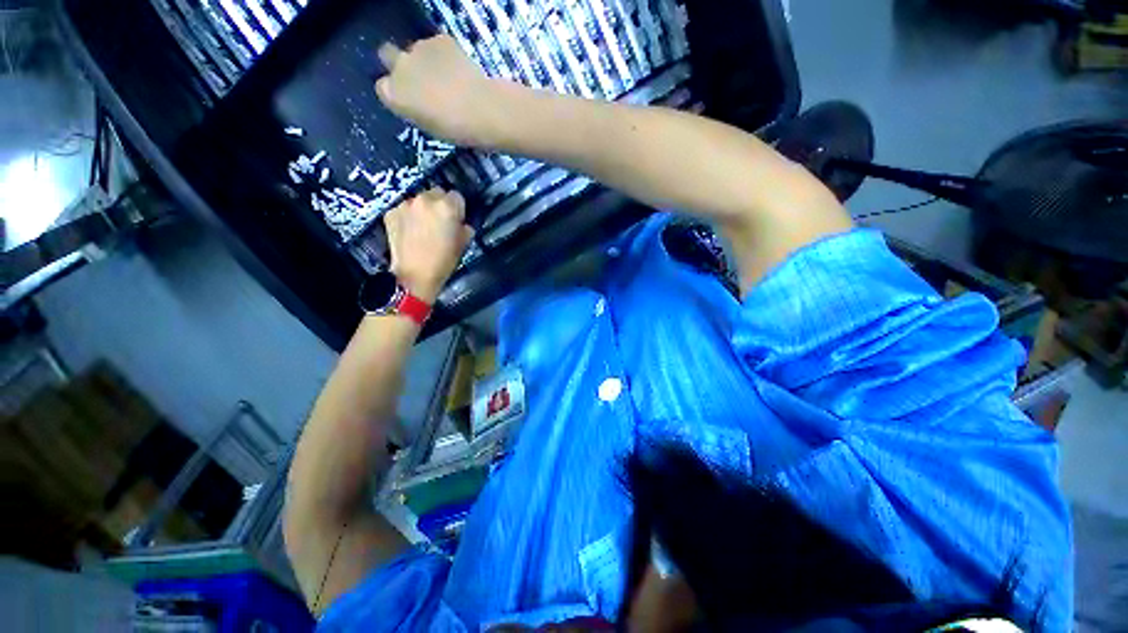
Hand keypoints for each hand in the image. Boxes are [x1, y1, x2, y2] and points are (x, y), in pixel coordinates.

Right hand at [375, 35, 499, 145]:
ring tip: (447, 77)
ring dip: (425, 60)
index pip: (383, 87)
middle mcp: (399, 67)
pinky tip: (459, 68)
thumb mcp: (427, 126)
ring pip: (415, 50)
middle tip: (420, 80)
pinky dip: (445, 54)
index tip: (410, 99)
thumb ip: (414, 109)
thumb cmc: (456, 130)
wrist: (482, 110)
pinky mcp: (440, 39)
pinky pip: (437, 44)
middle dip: (400, 65)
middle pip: (387, 56)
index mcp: (393, 95)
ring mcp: (418, 48)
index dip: (396, 92)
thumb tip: (415, 101)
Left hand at [384, 188, 473, 303]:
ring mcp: (406, 204)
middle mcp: (426, 199)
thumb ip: (464, 227)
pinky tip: (410, 231)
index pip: (457, 196)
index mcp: (447, 207)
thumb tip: (461, 222)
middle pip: (437, 193)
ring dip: (423, 209)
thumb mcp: (463, 244)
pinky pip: (404, 208)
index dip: (458, 208)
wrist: (414, 275)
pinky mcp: (391, 212)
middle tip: (441, 222)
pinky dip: (408, 216)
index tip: (457, 219)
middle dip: (440, 204)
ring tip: (423, 227)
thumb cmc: (444, 261)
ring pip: (419, 200)